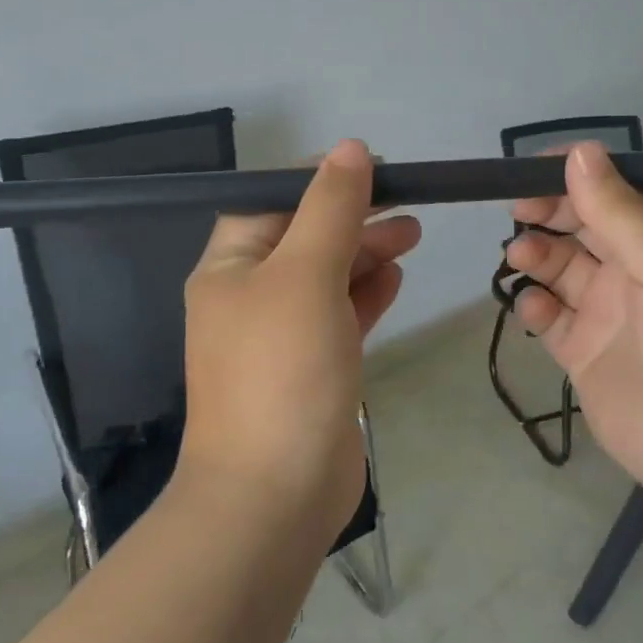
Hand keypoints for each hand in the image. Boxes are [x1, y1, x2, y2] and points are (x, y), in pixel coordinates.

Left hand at [179, 140, 420, 541]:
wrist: (275, 493)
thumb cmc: (283, 371)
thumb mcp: (305, 274)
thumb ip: (330, 209)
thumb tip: (350, 149)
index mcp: (230, 267)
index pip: (272, 202)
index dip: (319, 180)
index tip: (373, 168)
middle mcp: (249, 297)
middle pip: (304, 237)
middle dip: (353, 216)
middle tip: (408, 202)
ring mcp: (281, 337)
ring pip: (327, 277)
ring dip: (365, 252)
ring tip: (412, 234)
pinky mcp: (312, 369)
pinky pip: (339, 316)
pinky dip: (365, 294)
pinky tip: (396, 278)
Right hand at [504, 142, 642, 510]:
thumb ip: (621, 213)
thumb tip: (580, 151)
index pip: (624, 190)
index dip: (583, 174)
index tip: (537, 167)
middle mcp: (640, 271)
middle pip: (586, 224)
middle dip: (551, 211)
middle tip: (518, 209)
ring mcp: (610, 313)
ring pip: (562, 267)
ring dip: (538, 255)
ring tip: (521, 256)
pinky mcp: (585, 353)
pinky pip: (550, 318)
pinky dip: (535, 307)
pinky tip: (533, 309)